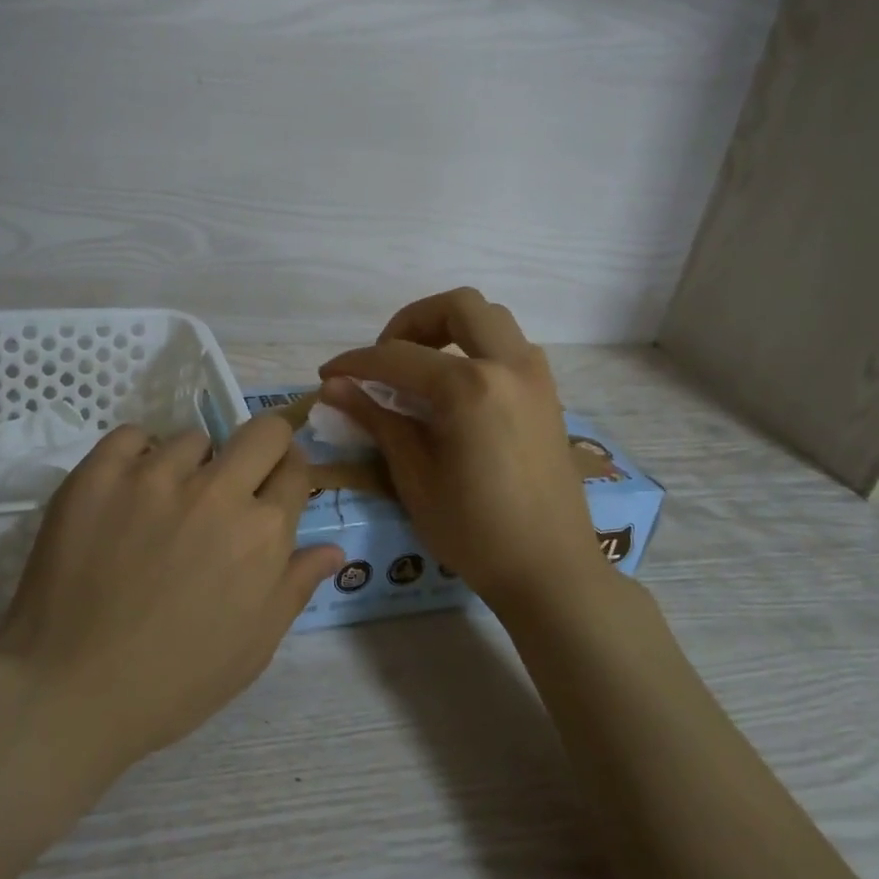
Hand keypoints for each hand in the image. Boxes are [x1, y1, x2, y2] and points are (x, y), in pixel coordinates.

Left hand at [0, 413, 343, 768]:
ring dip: (191, 465)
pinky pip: (133, 435)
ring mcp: (155, 475)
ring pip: (193, 438)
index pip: (296, 471)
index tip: (275, 487)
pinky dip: (137, 456)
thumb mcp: (253, 646)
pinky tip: (127, 492)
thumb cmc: (173, 681)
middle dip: (263, 446)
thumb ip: (295, 586)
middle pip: (262, 431)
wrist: (69, 690)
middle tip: (236, 477)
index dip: (289, 476)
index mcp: (263, 533)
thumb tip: (333, 548)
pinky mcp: (100, 472)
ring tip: (165, 504)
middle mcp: (217, 492)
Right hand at [319, 288, 612, 615]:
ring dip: (449, 329)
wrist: (550, 571)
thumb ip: (376, 419)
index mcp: (471, 388)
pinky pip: (509, 346)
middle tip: (385, 359)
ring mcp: (536, 377)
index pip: (398, 358)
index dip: (356, 363)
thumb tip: (333, 386)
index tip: (328, 375)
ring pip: (491, 319)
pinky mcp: (547, 394)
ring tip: (418, 369)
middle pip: (457, 306)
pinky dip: (476, 348)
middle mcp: (509, 366)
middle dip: (411, 322)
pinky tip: (454, 390)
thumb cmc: (475, 532)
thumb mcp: (414, 477)